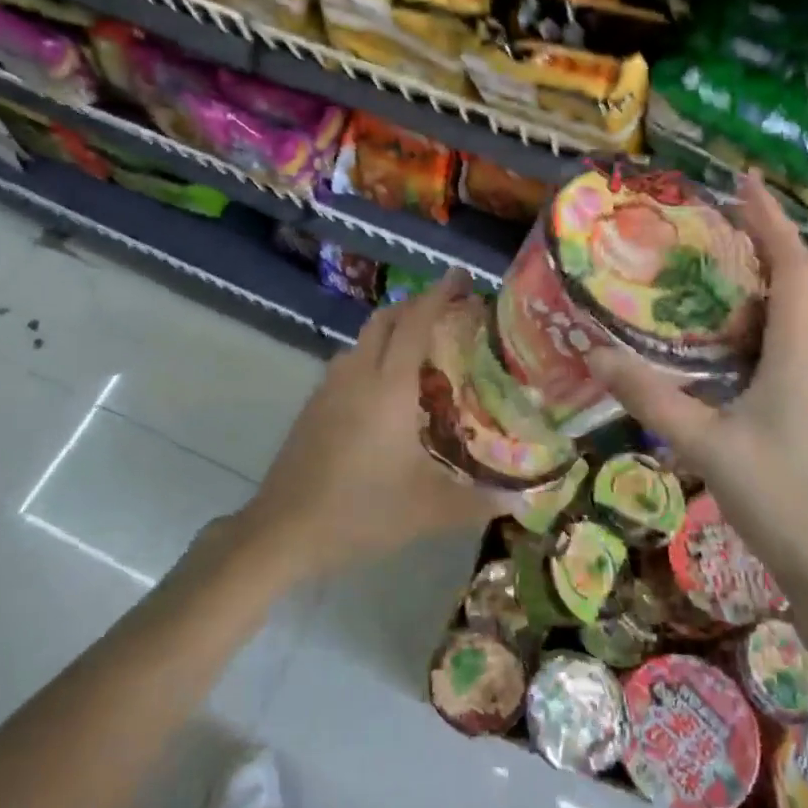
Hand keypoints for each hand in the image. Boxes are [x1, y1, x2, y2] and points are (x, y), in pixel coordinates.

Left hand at [240, 271, 496, 578]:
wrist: (284, 529)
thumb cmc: (361, 512)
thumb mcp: (428, 510)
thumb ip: (478, 502)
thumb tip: (523, 501)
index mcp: (389, 387)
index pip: (415, 322)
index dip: (438, 294)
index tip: (460, 278)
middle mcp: (357, 374)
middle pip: (385, 319)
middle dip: (415, 304)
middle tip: (448, 309)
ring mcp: (329, 387)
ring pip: (363, 339)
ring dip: (391, 329)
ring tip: (421, 347)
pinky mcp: (313, 405)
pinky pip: (349, 362)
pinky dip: (373, 354)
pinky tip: (386, 388)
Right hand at [587, 171, 807, 584]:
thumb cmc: (777, 497)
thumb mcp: (706, 443)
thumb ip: (651, 398)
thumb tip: (595, 354)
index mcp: (796, 355)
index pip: (794, 269)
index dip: (772, 221)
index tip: (744, 183)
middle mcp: (803, 357)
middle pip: (790, 280)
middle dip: (757, 238)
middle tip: (707, 215)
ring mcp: (797, 380)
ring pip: (778, 311)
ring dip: (747, 277)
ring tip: (698, 258)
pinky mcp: (785, 400)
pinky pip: (764, 341)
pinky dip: (737, 318)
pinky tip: (701, 328)